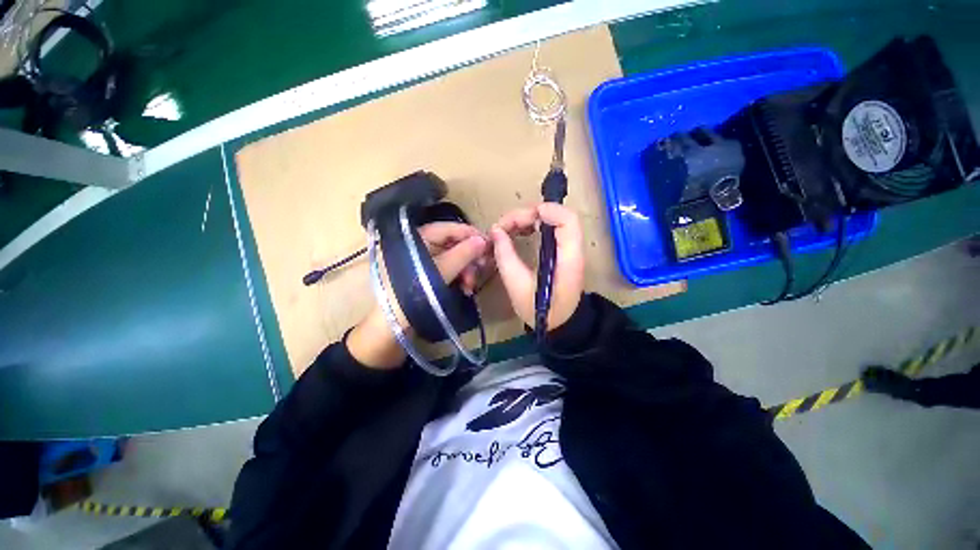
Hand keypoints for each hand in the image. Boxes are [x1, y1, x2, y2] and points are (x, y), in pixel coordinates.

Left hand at [348, 222, 489, 368]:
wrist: (393, 325)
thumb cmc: (415, 292)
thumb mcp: (442, 271)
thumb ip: (463, 254)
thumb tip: (483, 239)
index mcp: (417, 237)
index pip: (449, 228)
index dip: (470, 233)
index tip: (489, 242)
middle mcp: (420, 245)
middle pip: (453, 243)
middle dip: (469, 257)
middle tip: (483, 267)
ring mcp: (424, 261)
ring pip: (453, 258)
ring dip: (466, 271)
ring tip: (470, 286)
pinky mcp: (428, 275)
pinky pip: (449, 270)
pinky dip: (459, 278)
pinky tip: (465, 290)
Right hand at [490, 203, 583, 331]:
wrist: (559, 324)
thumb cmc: (540, 311)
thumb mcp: (517, 287)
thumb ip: (506, 257)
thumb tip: (496, 231)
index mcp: (568, 260)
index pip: (567, 221)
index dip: (546, 211)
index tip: (519, 219)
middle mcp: (573, 249)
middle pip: (556, 216)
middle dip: (526, 215)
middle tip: (502, 227)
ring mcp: (568, 249)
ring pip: (551, 219)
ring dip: (527, 219)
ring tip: (505, 229)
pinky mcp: (562, 251)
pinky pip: (549, 228)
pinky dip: (532, 225)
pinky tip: (517, 232)